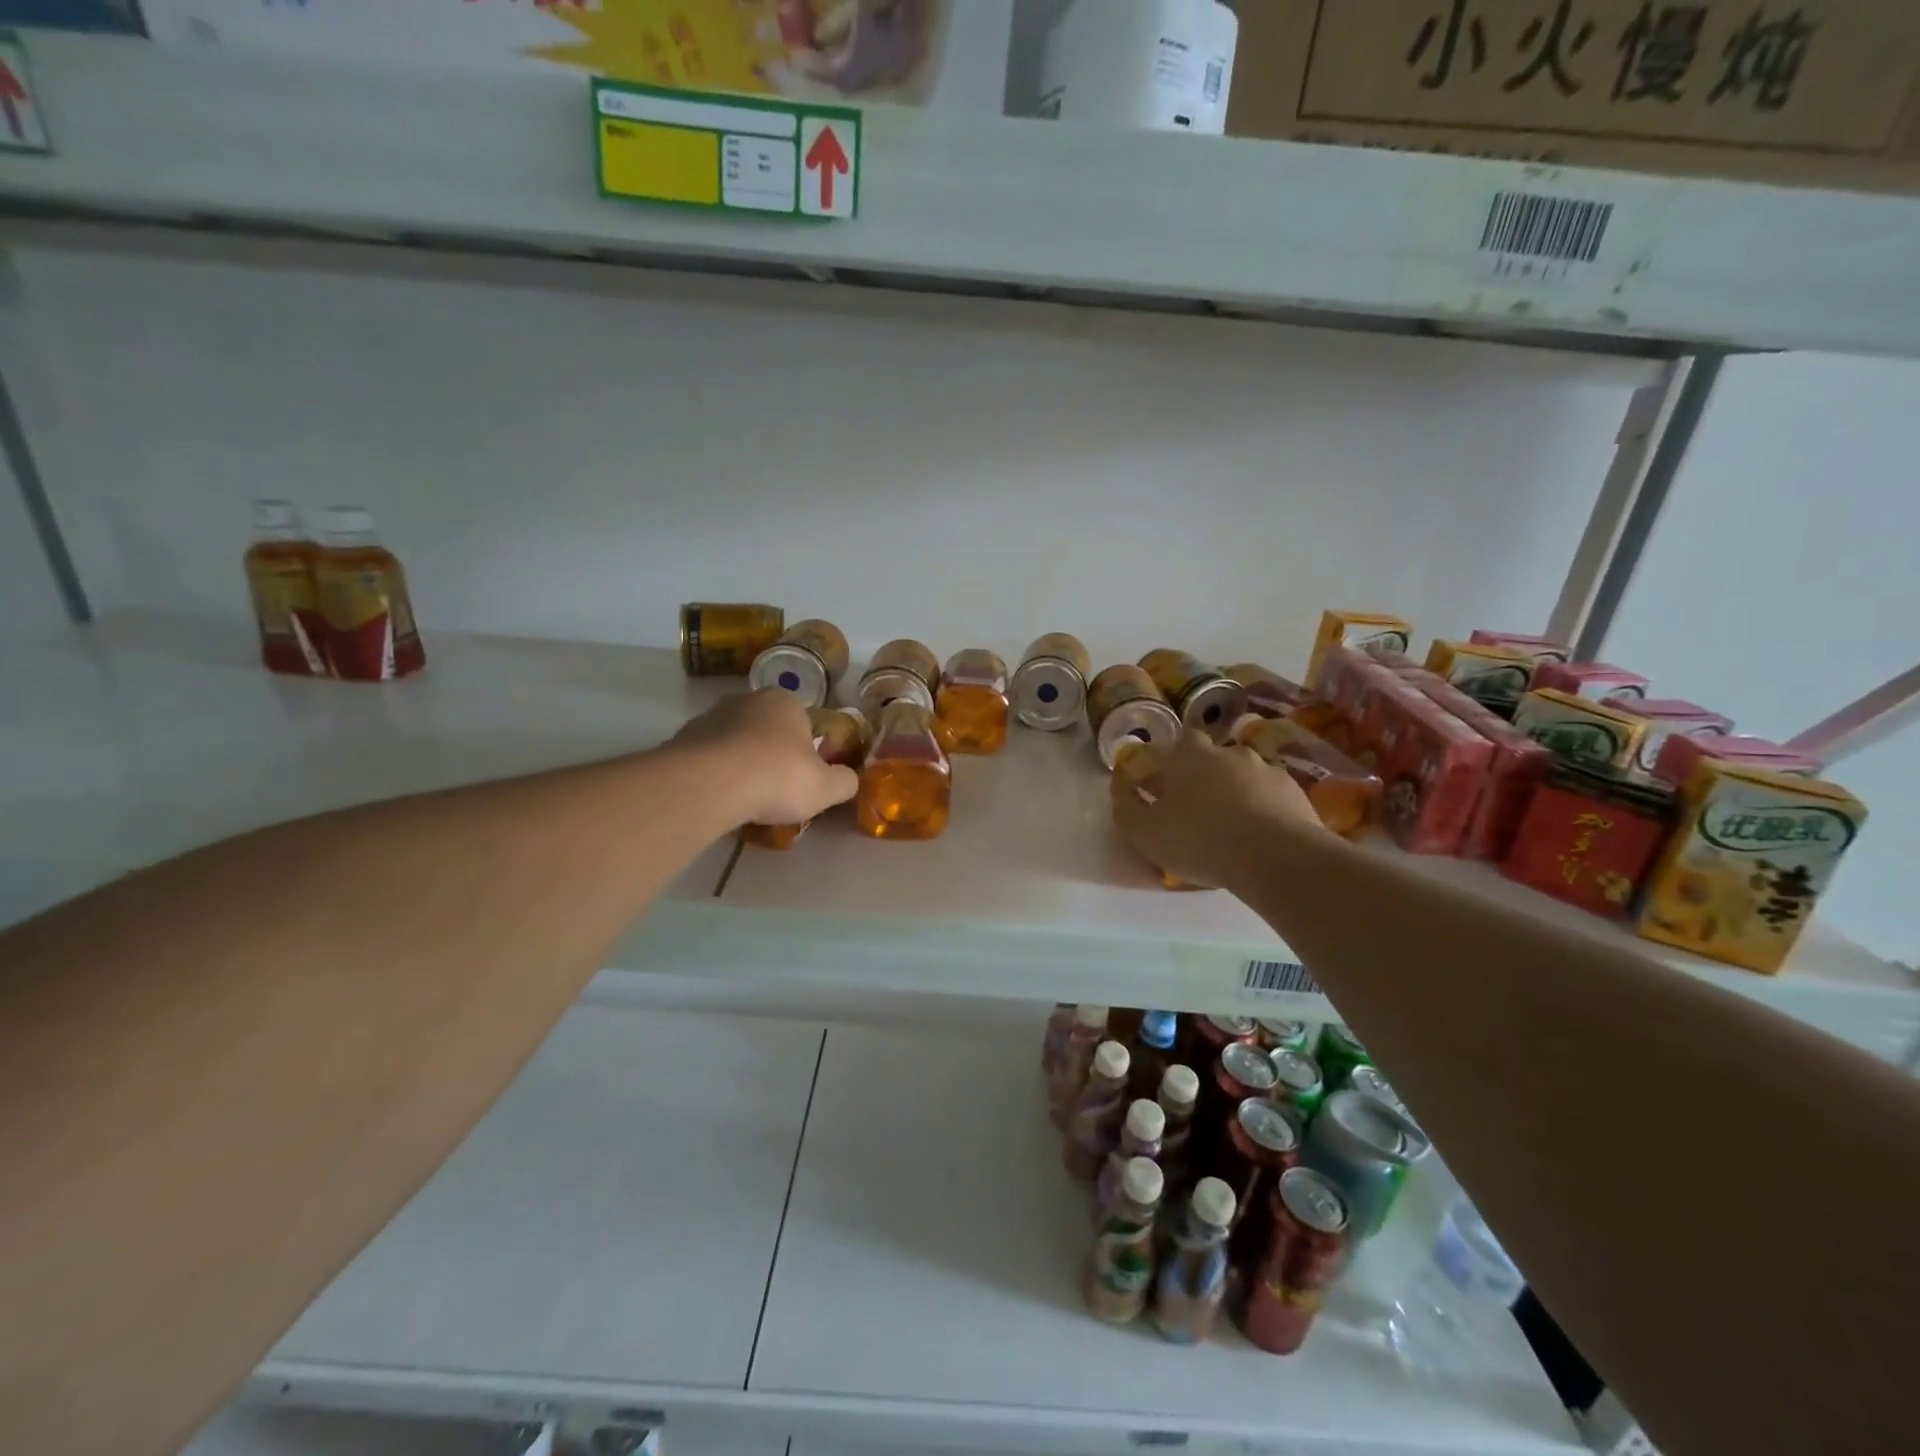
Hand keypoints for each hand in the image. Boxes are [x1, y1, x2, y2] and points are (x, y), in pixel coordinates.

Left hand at [671, 690, 859, 827]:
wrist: (711, 785)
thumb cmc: (778, 777)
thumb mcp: (827, 788)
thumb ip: (844, 782)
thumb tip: (849, 779)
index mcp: (785, 701)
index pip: (802, 720)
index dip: (805, 748)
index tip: (804, 775)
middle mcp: (747, 700)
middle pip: (765, 728)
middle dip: (770, 753)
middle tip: (776, 788)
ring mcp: (710, 717)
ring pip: (733, 742)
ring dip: (740, 763)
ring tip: (746, 799)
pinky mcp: (681, 739)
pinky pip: (707, 758)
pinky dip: (714, 774)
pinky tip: (720, 798)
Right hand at [1109, 730, 1322, 891]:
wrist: (1275, 857)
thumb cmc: (1199, 838)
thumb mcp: (1144, 831)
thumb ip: (1127, 809)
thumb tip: (1122, 794)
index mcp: (1190, 754)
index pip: (1176, 742)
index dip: (1168, 762)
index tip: (1163, 785)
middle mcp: (1229, 752)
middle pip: (1211, 759)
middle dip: (1202, 779)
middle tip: (1195, 811)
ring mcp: (1267, 770)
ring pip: (1243, 778)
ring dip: (1234, 795)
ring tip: (1231, 829)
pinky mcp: (1295, 793)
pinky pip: (1271, 798)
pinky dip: (1263, 811)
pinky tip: (1259, 837)